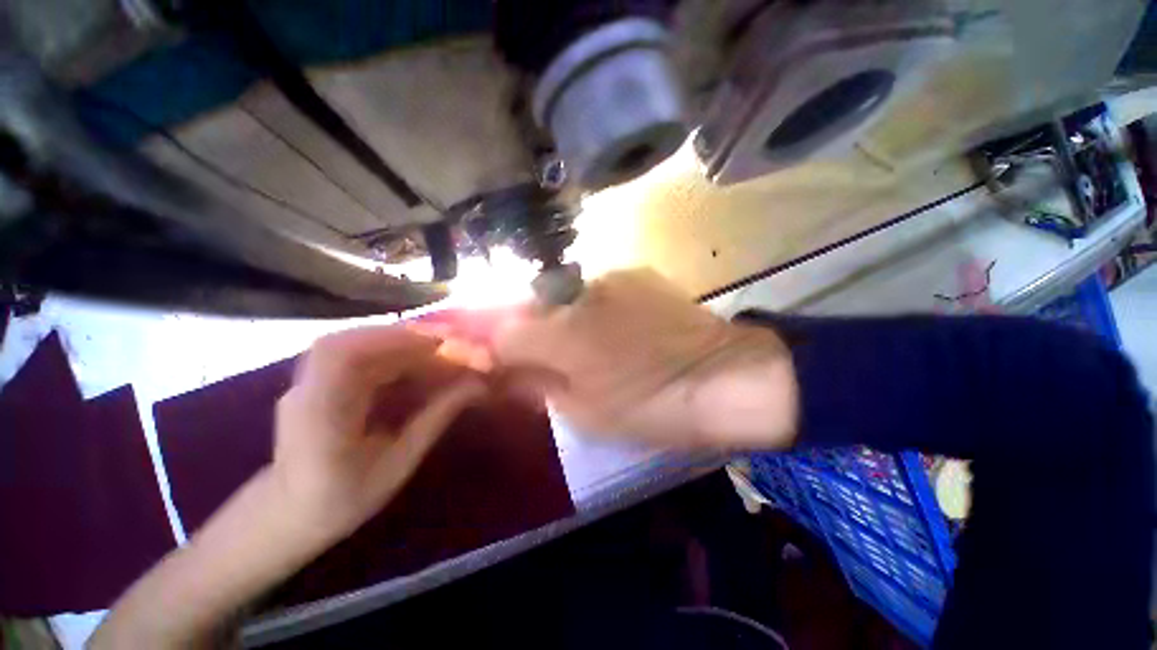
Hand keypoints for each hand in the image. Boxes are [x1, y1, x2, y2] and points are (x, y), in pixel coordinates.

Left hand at [273, 327, 486, 543]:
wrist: (286, 516)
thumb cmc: (344, 499)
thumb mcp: (398, 464)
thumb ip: (435, 419)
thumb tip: (476, 387)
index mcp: (322, 418)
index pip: (345, 358)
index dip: (394, 340)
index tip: (440, 343)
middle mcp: (306, 392)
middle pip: (347, 342)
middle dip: (399, 337)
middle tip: (441, 345)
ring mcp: (304, 383)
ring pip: (348, 343)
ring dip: (392, 342)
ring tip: (429, 352)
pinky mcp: (313, 381)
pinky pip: (349, 354)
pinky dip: (383, 351)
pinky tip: (406, 362)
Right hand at [492, 269, 798, 449]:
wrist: (729, 376)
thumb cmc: (654, 405)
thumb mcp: (586, 413)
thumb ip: (537, 387)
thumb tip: (502, 374)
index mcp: (561, 334)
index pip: (500, 331)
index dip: (487, 345)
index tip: (487, 358)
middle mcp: (577, 295)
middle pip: (528, 307)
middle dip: (523, 330)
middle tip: (539, 357)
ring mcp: (609, 279)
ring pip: (562, 297)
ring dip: (559, 319)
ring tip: (585, 345)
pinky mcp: (636, 274)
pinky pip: (596, 291)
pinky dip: (591, 308)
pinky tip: (616, 329)